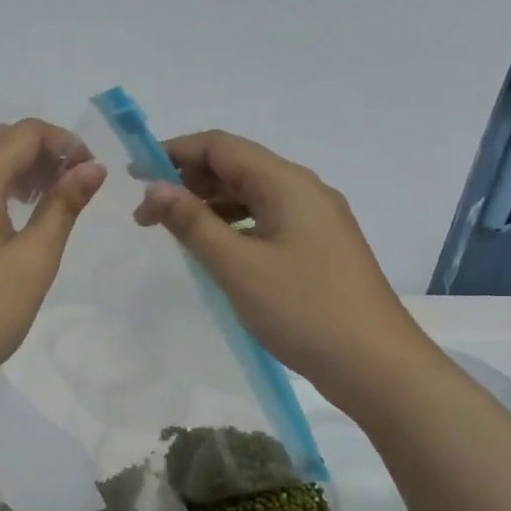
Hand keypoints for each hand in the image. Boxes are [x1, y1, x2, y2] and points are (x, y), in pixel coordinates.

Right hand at [134, 130, 429, 411]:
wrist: (375, 365)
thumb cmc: (303, 309)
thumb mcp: (237, 266)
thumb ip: (192, 222)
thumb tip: (154, 187)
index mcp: (286, 183)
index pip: (221, 146)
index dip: (173, 152)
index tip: (134, 175)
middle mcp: (303, 190)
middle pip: (236, 166)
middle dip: (188, 181)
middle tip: (147, 215)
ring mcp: (314, 218)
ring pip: (250, 194)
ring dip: (208, 204)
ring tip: (173, 232)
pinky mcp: (317, 246)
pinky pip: (265, 219)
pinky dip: (232, 224)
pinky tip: (213, 249)